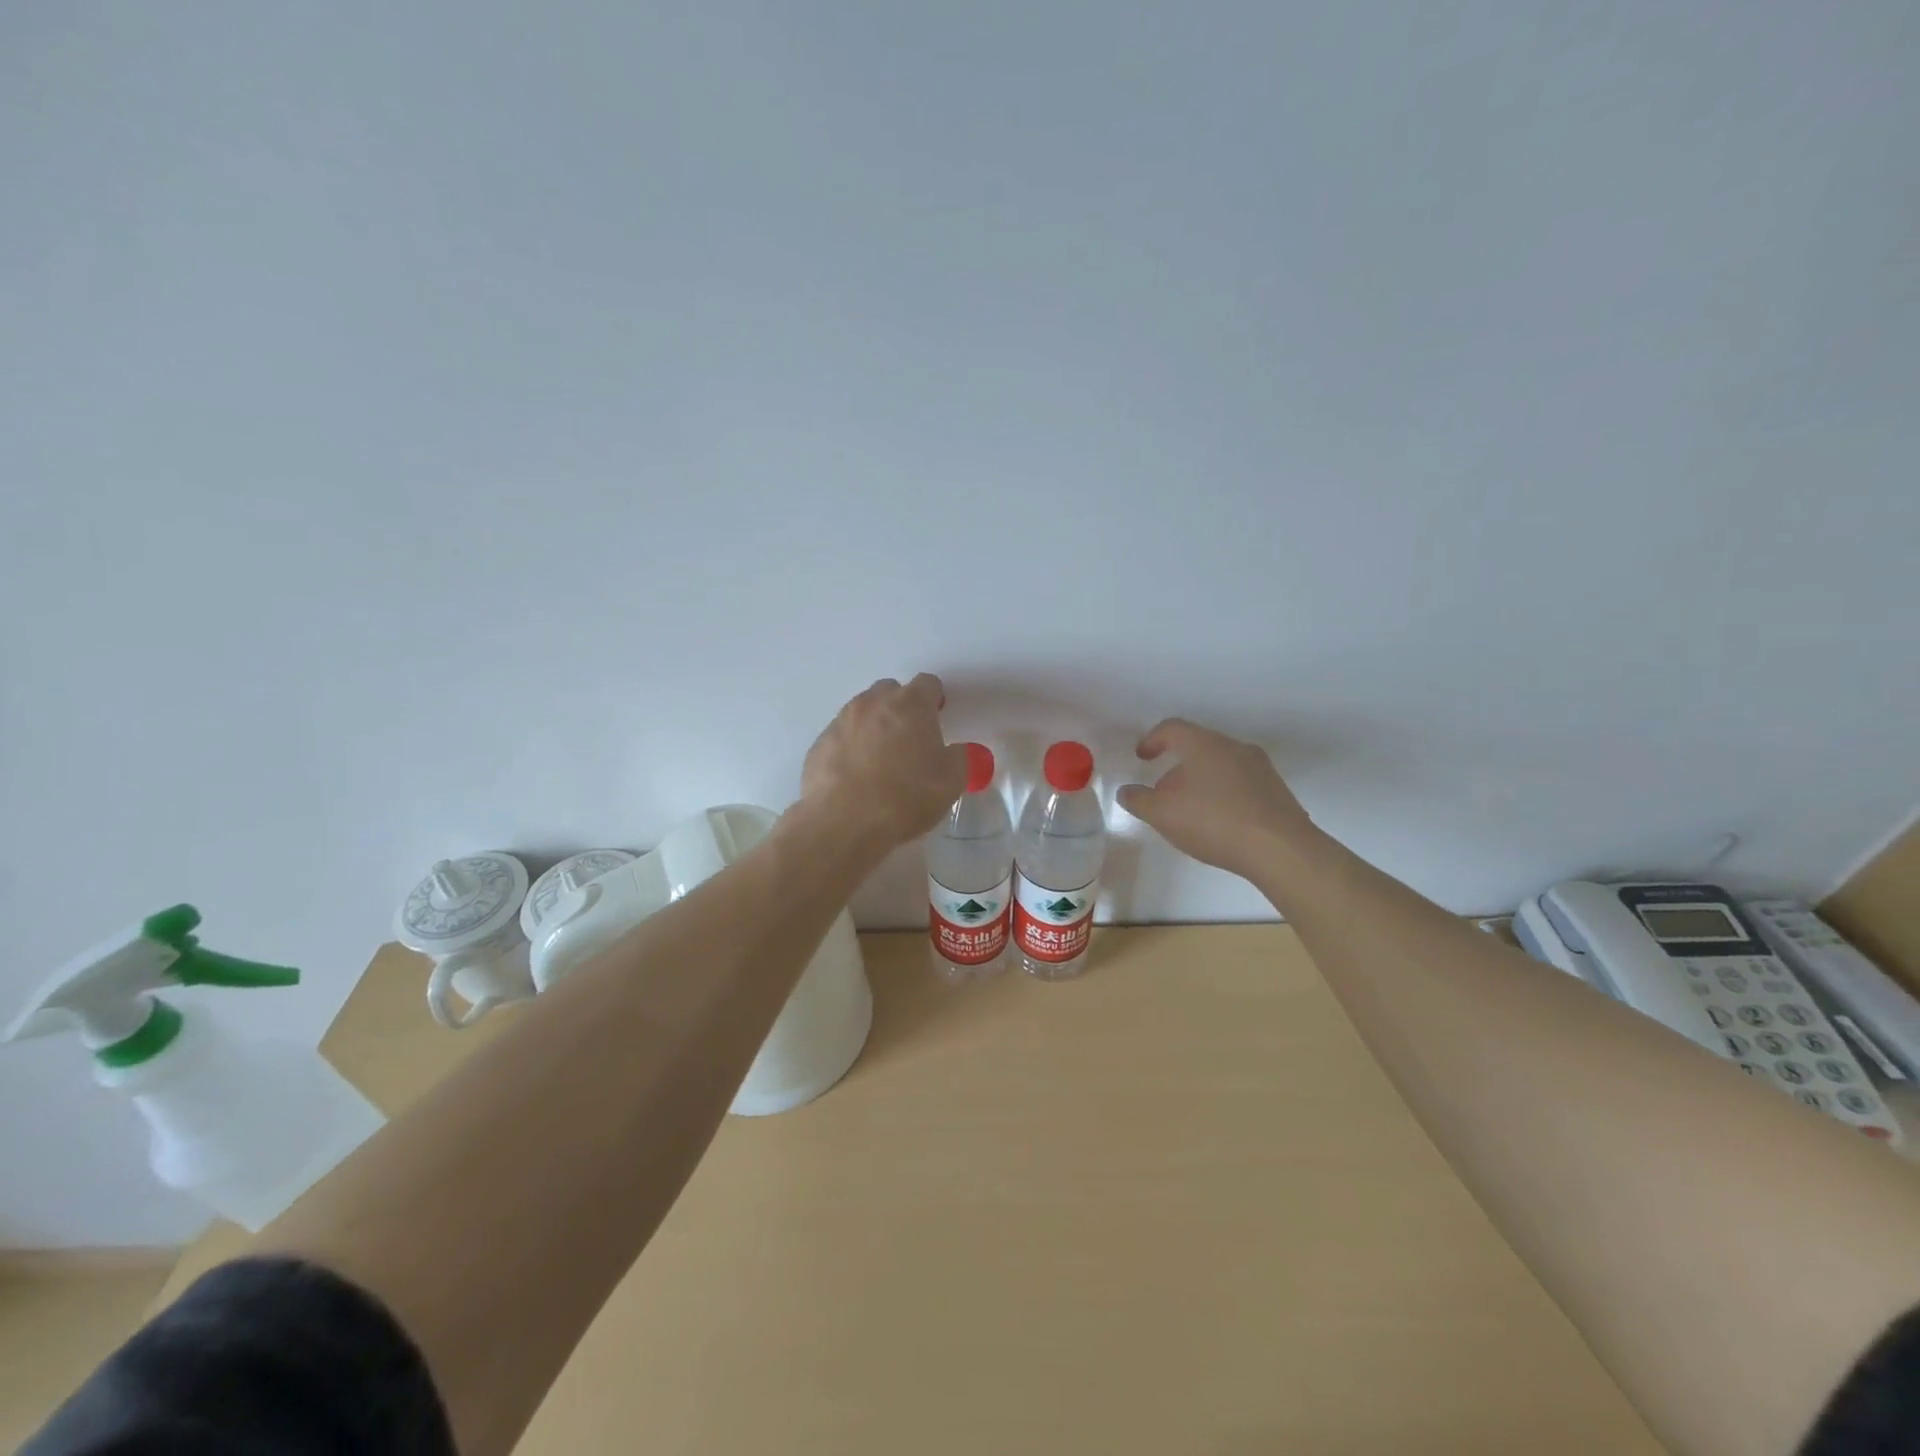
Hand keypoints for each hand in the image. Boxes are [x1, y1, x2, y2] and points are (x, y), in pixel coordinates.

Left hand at [799, 674, 969, 850]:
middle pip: (890, 691)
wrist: (843, 822)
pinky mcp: (818, 745)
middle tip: (910, 740)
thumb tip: (956, 751)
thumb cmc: (906, 796)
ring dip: (873, 727)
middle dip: (901, 708)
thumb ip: (960, 758)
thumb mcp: (951, 782)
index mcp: (910, 704)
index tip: (938, 718)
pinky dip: (850, 748)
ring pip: (862, 712)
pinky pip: (840, 737)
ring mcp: (840, 722)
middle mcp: (872, 704)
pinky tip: (856, 778)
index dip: (935, 699)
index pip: (928, 684)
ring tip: (881, 761)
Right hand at [1116, 718, 1321, 880]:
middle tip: (1162, 792)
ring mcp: (1260, 768)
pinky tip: (1219, 823)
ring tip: (1190, 811)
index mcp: (1204, 744)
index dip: (1152, 740)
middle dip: (1176, 767)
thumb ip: (1139, 800)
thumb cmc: (1214, 822)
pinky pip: (1240, 784)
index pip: (1172, 728)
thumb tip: (1127, 791)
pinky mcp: (1277, 791)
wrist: (1281, 849)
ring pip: (1221, 765)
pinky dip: (1223, 794)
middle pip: (1198, 747)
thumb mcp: (1163, 814)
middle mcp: (1234, 747)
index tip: (1141, 758)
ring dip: (1200, 781)